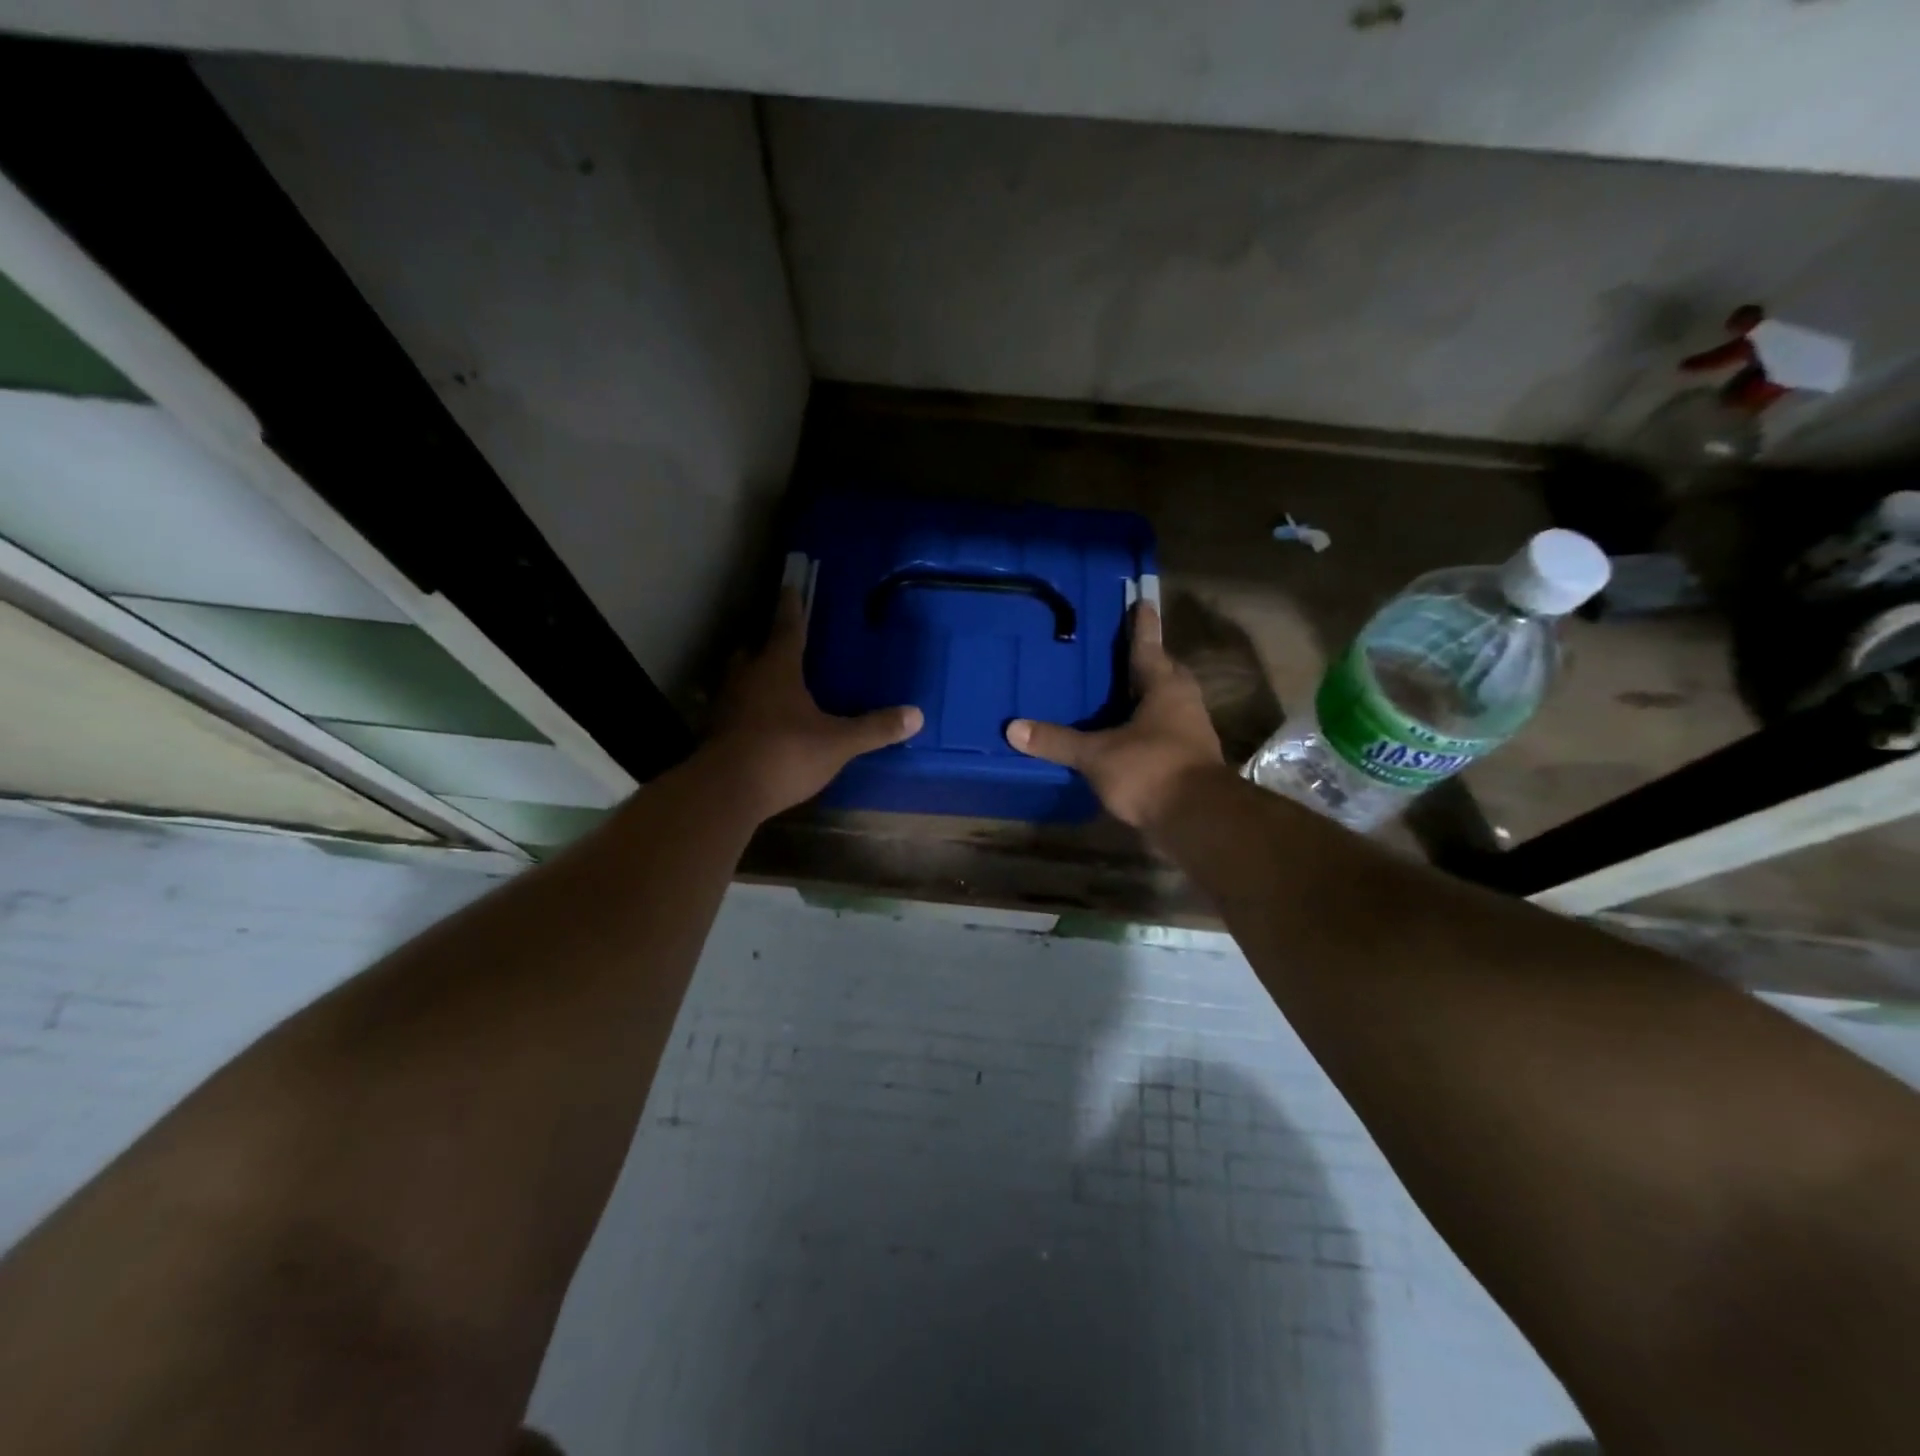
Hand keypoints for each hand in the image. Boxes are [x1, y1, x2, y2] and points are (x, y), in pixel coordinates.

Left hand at [704, 586, 923, 819]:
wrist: (726, 790)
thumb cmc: (785, 753)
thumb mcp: (838, 743)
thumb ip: (874, 728)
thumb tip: (917, 715)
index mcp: (777, 668)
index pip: (787, 627)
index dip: (792, 607)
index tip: (790, 585)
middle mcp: (746, 677)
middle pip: (753, 650)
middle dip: (765, 644)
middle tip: (780, 644)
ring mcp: (725, 705)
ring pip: (738, 679)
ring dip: (751, 676)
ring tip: (769, 683)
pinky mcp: (714, 732)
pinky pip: (731, 709)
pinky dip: (744, 708)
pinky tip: (757, 722)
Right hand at [1006, 602, 1223, 829]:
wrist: (1198, 819)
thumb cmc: (1151, 770)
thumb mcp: (1097, 755)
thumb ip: (1057, 741)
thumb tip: (1013, 729)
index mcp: (1165, 688)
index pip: (1149, 647)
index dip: (1142, 626)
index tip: (1142, 602)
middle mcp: (1183, 704)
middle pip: (1166, 673)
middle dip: (1148, 661)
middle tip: (1124, 652)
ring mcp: (1190, 733)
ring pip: (1168, 704)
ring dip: (1148, 697)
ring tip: (1119, 693)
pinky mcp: (1188, 761)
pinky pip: (1165, 732)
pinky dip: (1146, 728)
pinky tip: (1125, 737)